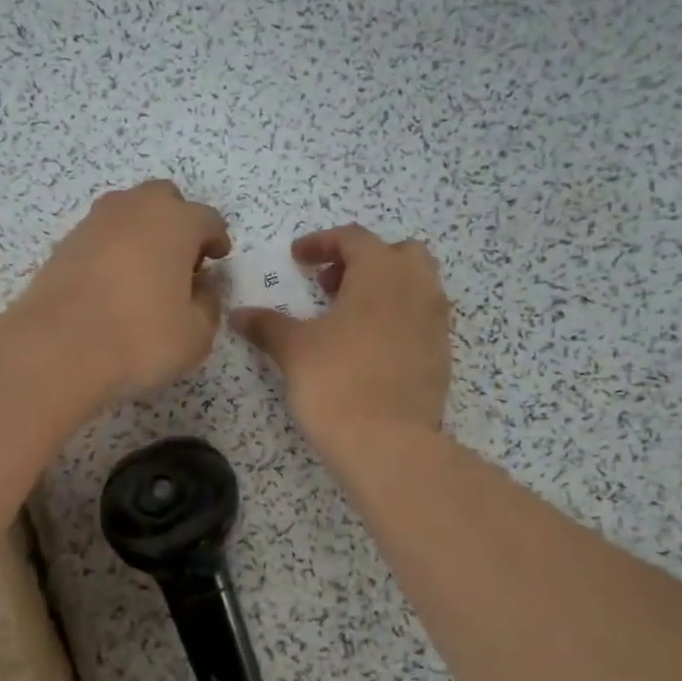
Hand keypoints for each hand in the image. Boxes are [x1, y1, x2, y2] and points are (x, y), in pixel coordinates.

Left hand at [18, 180, 230, 402]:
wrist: (57, 350)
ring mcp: (94, 223)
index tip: (217, 259)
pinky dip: (114, 250)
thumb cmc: (140, 338)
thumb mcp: (196, 334)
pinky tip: (114, 284)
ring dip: (143, 233)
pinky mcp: (64, 244)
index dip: (216, 239)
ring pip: (128, 213)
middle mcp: (134, 209)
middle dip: (178, 222)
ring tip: (146, 273)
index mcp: (175, 222)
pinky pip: (101, 236)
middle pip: (164, 199)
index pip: (207, 218)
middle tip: (182, 261)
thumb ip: (208, 304)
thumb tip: (202, 287)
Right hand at [231, 225, 450, 449]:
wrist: (387, 442)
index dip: (321, 243)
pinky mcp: (441, 354)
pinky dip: (397, 317)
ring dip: (384, 288)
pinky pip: (421, 318)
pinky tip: (370, 347)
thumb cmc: (336, 382)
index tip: (298, 259)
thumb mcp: (294, 349)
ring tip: (349, 316)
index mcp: (381, 272)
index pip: (353, 238)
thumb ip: (267, 325)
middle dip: (362, 261)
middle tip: (330, 286)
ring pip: (416, 284)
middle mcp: (417, 287)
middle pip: (397, 253)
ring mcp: (436, 321)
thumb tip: (239, 315)